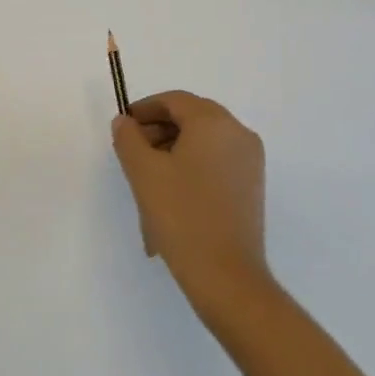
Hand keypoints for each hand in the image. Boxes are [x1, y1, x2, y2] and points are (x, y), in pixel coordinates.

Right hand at [111, 91, 272, 314]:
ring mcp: (250, 160)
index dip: (145, 109)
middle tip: (132, 152)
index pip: (175, 100)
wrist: (225, 275)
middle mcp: (238, 133)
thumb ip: (128, 138)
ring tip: (148, 179)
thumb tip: (125, 122)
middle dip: (158, 130)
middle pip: (191, 118)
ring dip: (173, 150)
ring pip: (204, 141)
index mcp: (214, 122)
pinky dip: (192, 166)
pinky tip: (171, 194)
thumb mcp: (143, 172)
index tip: (123, 127)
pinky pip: (216, 161)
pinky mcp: (252, 185)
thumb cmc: (181, 215)